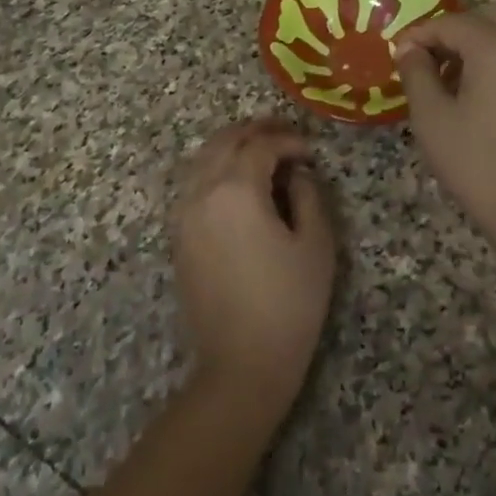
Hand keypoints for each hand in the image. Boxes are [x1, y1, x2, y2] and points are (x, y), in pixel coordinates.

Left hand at [169, 119, 336, 417]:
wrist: (241, 364)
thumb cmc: (289, 303)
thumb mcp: (316, 244)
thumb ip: (308, 195)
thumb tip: (297, 172)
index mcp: (237, 189)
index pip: (262, 145)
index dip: (290, 140)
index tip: (311, 151)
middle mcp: (203, 192)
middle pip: (225, 141)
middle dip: (256, 131)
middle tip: (285, 134)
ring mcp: (184, 214)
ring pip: (204, 158)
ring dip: (233, 146)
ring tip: (262, 150)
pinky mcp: (178, 236)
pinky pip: (194, 183)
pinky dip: (216, 168)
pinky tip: (238, 181)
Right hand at [394, 8, 495, 246]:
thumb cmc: (476, 161)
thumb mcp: (431, 117)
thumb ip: (416, 72)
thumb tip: (409, 48)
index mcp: (495, 45)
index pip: (449, 23)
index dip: (418, 35)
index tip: (398, 54)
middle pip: (483, 20)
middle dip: (452, 35)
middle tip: (428, 64)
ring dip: (478, 50)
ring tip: (454, 84)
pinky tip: (485, 100)